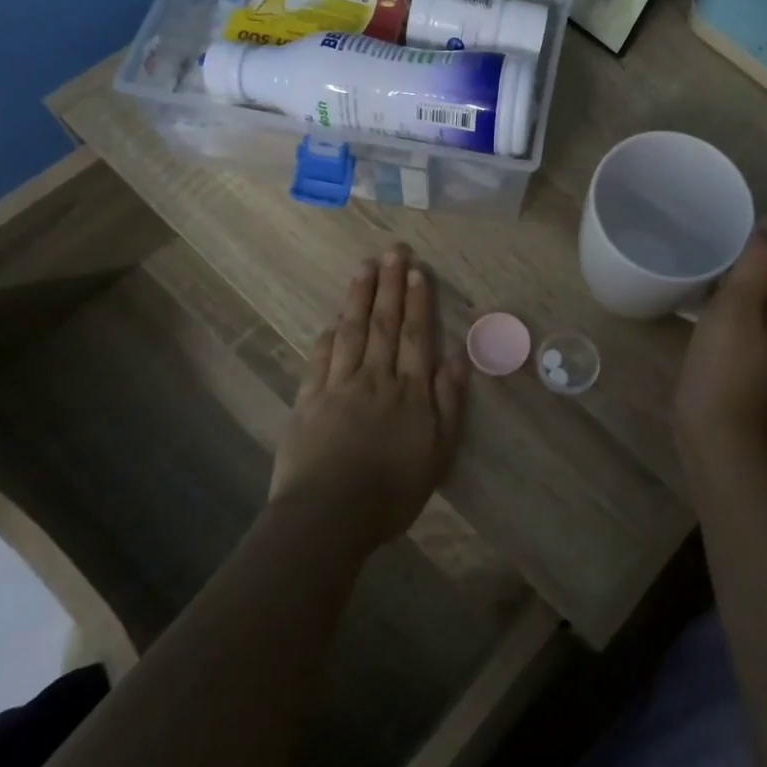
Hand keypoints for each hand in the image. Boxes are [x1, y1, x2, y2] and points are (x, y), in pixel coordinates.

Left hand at [272, 244, 469, 548]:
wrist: (329, 515)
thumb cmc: (392, 491)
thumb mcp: (438, 453)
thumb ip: (448, 404)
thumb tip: (457, 359)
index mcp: (409, 391)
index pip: (416, 336)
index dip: (418, 302)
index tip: (417, 271)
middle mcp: (376, 378)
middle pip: (384, 324)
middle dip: (390, 285)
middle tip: (392, 251)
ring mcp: (339, 386)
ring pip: (351, 332)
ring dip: (358, 298)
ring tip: (364, 268)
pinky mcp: (308, 401)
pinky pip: (320, 360)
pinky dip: (328, 337)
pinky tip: (332, 321)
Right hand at [674, 222, 766, 456]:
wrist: (713, 432)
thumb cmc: (725, 367)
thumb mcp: (738, 306)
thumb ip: (757, 260)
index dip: (747, 250)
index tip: (711, 243)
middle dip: (736, 268)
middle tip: (698, 258)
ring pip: (751, 300)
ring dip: (726, 288)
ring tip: (694, 276)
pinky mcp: (752, 359)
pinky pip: (741, 320)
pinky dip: (723, 310)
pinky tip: (697, 307)